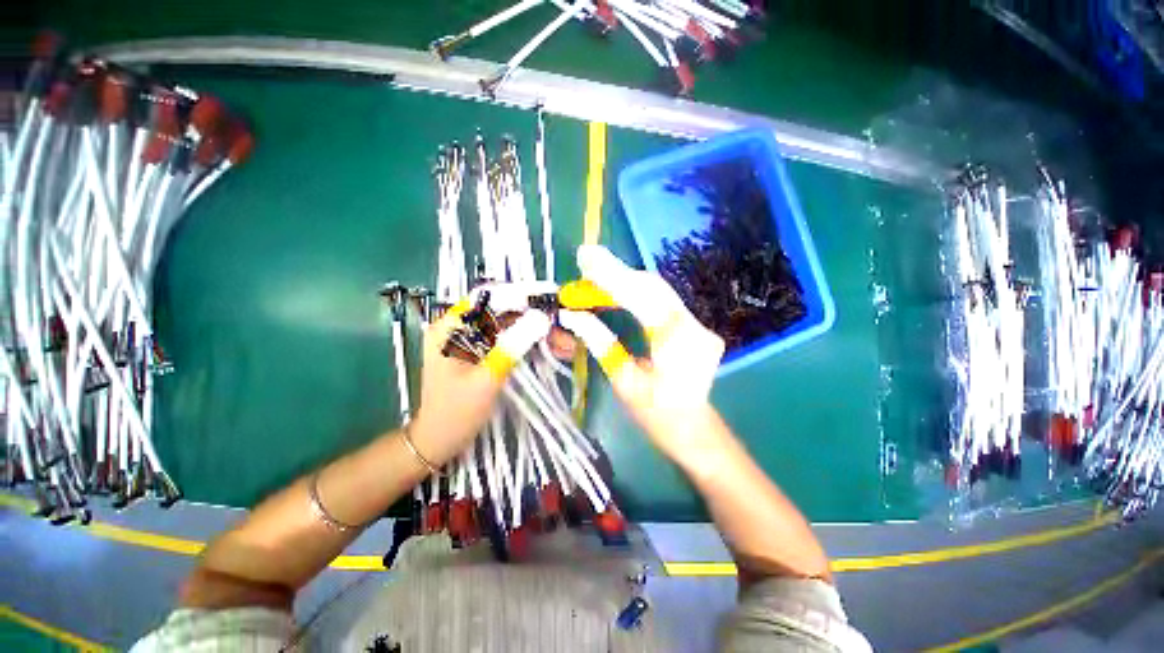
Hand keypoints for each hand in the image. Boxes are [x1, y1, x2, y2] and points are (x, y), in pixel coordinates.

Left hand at [409, 307, 550, 466]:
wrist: (439, 441)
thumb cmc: (457, 412)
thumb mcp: (487, 378)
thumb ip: (513, 345)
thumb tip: (541, 318)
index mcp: (451, 326)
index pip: (489, 297)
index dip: (521, 297)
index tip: (550, 304)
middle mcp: (460, 326)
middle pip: (504, 312)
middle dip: (537, 321)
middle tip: (565, 334)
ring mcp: (471, 338)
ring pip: (511, 326)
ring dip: (538, 334)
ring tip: (566, 346)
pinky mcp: (481, 351)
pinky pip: (509, 339)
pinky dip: (530, 344)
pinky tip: (552, 350)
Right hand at [560, 245, 724, 463]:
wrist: (693, 429)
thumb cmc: (657, 414)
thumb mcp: (624, 382)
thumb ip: (601, 343)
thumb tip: (573, 316)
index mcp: (677, 341)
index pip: (641, 297)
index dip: (611, 276)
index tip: (585, 258)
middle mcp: (693, 325)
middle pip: (652, 286)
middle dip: (616, 272)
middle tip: (585, 262)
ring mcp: (698, 323)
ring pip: (657, 290)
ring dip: (624, 280)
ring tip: (594, 275)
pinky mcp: (694, 324)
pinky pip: (661, 300)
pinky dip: (636, 292)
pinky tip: (616, 290)